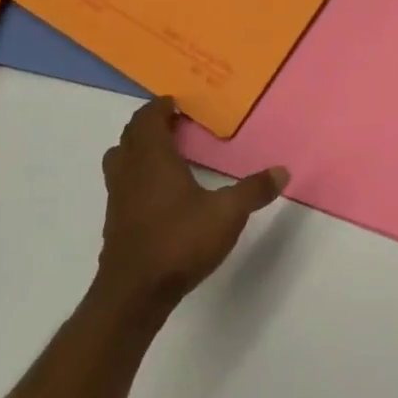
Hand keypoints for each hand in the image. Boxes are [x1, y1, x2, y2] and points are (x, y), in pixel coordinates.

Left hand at [95, 98, 285, 316]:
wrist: (134, 293)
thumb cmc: (179, 242)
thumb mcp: (227, 214)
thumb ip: (254, 191)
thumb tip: (283, 171)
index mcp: (153, 158)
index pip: (148, 118)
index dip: (159, 107)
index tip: (177, 103)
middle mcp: (129, 170)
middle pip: (131, 134)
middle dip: (151, 124)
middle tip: (177, 124)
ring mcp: (117, 196)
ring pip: (120, 157)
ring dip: (138, 147)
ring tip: (166, 152)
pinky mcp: (114, 220)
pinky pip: (121, 181)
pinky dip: (136, 173)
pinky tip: (159, 192)